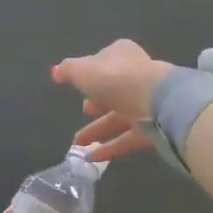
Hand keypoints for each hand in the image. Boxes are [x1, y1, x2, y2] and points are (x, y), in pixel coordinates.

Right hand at [52, 39, 172, 162]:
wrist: (156, 101)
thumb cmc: (115, 78)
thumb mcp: (82, 70)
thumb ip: (67, 70)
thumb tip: (55, 71)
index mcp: (121, 55)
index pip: (103, 62)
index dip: (90, 74)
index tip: (77, 87)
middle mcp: (135, 76)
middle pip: (113, 90)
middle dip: (96, 103)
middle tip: (83, 111)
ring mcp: (146, 102)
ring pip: (119, 116)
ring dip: (97, 129)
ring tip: (77, 144)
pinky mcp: (152, 127)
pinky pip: (127, 137)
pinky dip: (109, 147)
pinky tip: (91, 157)